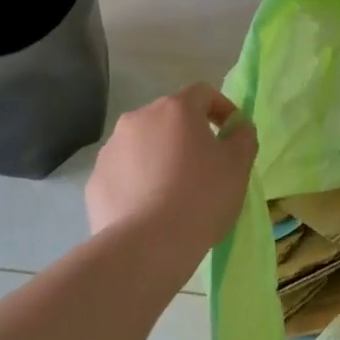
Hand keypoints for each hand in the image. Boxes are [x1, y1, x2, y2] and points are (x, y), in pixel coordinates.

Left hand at [86, 83, 257, 255]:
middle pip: (169, 118)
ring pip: (143, 144)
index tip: (232, 133)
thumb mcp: (238, 166)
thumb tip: (238, 128)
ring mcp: (111, 148)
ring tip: (174, 192)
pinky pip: (124, 173)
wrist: (146, 247)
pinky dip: (138, 182)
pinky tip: (149, 209)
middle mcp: (139, 118)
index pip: (203, 93)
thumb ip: (244, 137)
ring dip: (160, 157)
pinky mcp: (96, 179)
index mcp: (175, 109)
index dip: (221, 108)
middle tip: (204, 166)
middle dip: (188, 135)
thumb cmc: (201, 197)